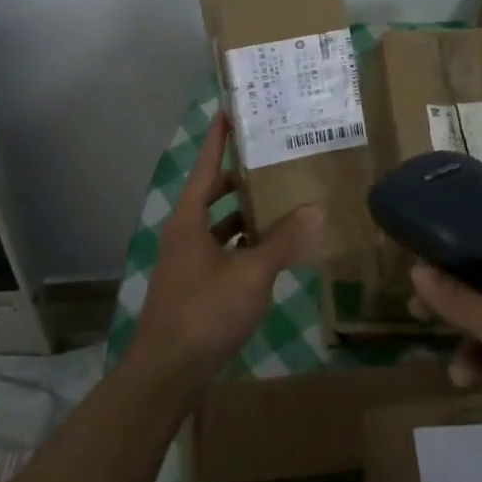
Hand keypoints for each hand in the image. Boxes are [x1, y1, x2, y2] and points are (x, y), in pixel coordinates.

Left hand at [127, 113, 323, 395]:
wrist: (167, 371)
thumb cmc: (205, 311)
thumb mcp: (251, 273)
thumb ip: (283, 240)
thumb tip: (315, 209)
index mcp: (189, 217)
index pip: (205, 164)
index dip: (219, 137)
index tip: (231, 109)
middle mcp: (184, 231)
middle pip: (213, 191)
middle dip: (241, 176)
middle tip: (275, 160)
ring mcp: (187, 259)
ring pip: (218, 223)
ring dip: (245, 213)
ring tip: (281, 200)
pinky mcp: (194, 284)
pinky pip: (222, 249)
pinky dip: (243, 243)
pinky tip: (270, 249)